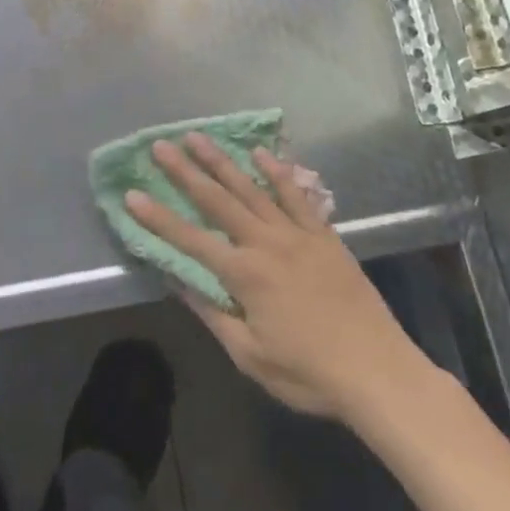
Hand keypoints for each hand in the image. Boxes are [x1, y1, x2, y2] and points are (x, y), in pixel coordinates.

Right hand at [125, 135, 430, 422]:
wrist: (377, 370)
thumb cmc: (308, 373)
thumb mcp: (250, 355)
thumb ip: (213, 314)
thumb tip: (179, 281)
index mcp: (244, 275)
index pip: (190, 240)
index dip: (158, 218)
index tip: (132, 194)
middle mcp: (266, 243)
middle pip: (218, 201)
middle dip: (186, 172)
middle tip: (161, 145)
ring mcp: (297, 234)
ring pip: (252, 189)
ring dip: (223, 162)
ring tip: (199, 137)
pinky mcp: (324, 235)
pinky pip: (296, 196)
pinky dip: (277, 173)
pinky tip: (261, 154)